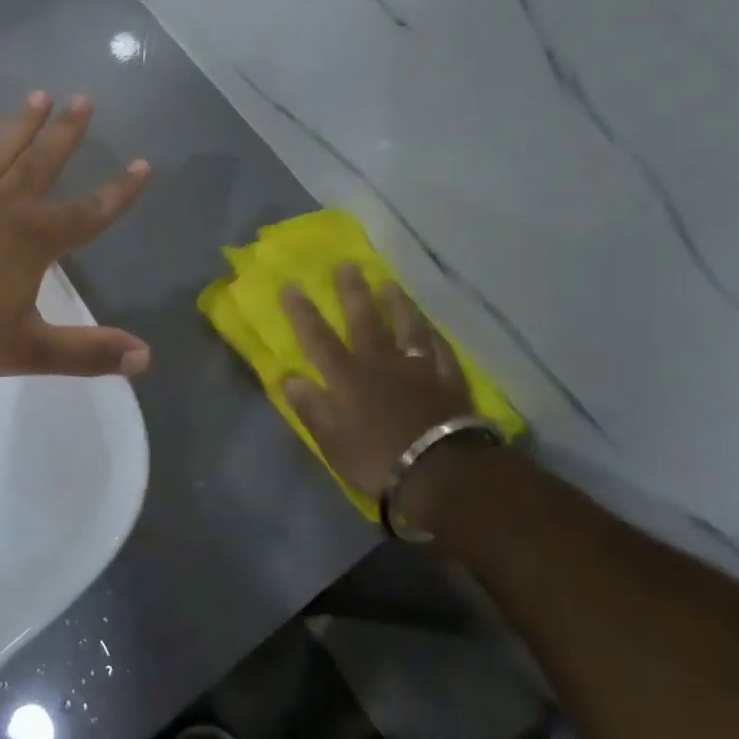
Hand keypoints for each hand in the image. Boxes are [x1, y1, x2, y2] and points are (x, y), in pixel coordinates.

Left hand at [0, 92, 151, 379]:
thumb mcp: (28, 350)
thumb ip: (87, 353)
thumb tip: (145, 359)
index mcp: (34, 239)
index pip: (89, 212)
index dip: (119, 192)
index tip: (143, 165)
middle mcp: (6, 205)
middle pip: (44, 162)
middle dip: (68, 132)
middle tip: (84, 98)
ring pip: (2, 148)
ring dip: (24, 121)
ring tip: (41, 93)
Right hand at [280, 265, 474, 501]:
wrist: (443, 473)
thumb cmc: (378, 460)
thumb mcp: (332, 443)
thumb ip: (312, 408)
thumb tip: (290, 378)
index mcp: (347, 378)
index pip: (318, 338)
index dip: (302, 312)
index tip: (291, 285)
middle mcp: (381, 363)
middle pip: (365, 321)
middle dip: (353, 292)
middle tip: (348, 265)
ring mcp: (418, 368)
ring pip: (407, 327)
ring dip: (397, 304)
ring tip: (390, 285)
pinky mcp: (448, 380)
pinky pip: (440, 350)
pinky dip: (434, 335)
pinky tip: (431, 326)